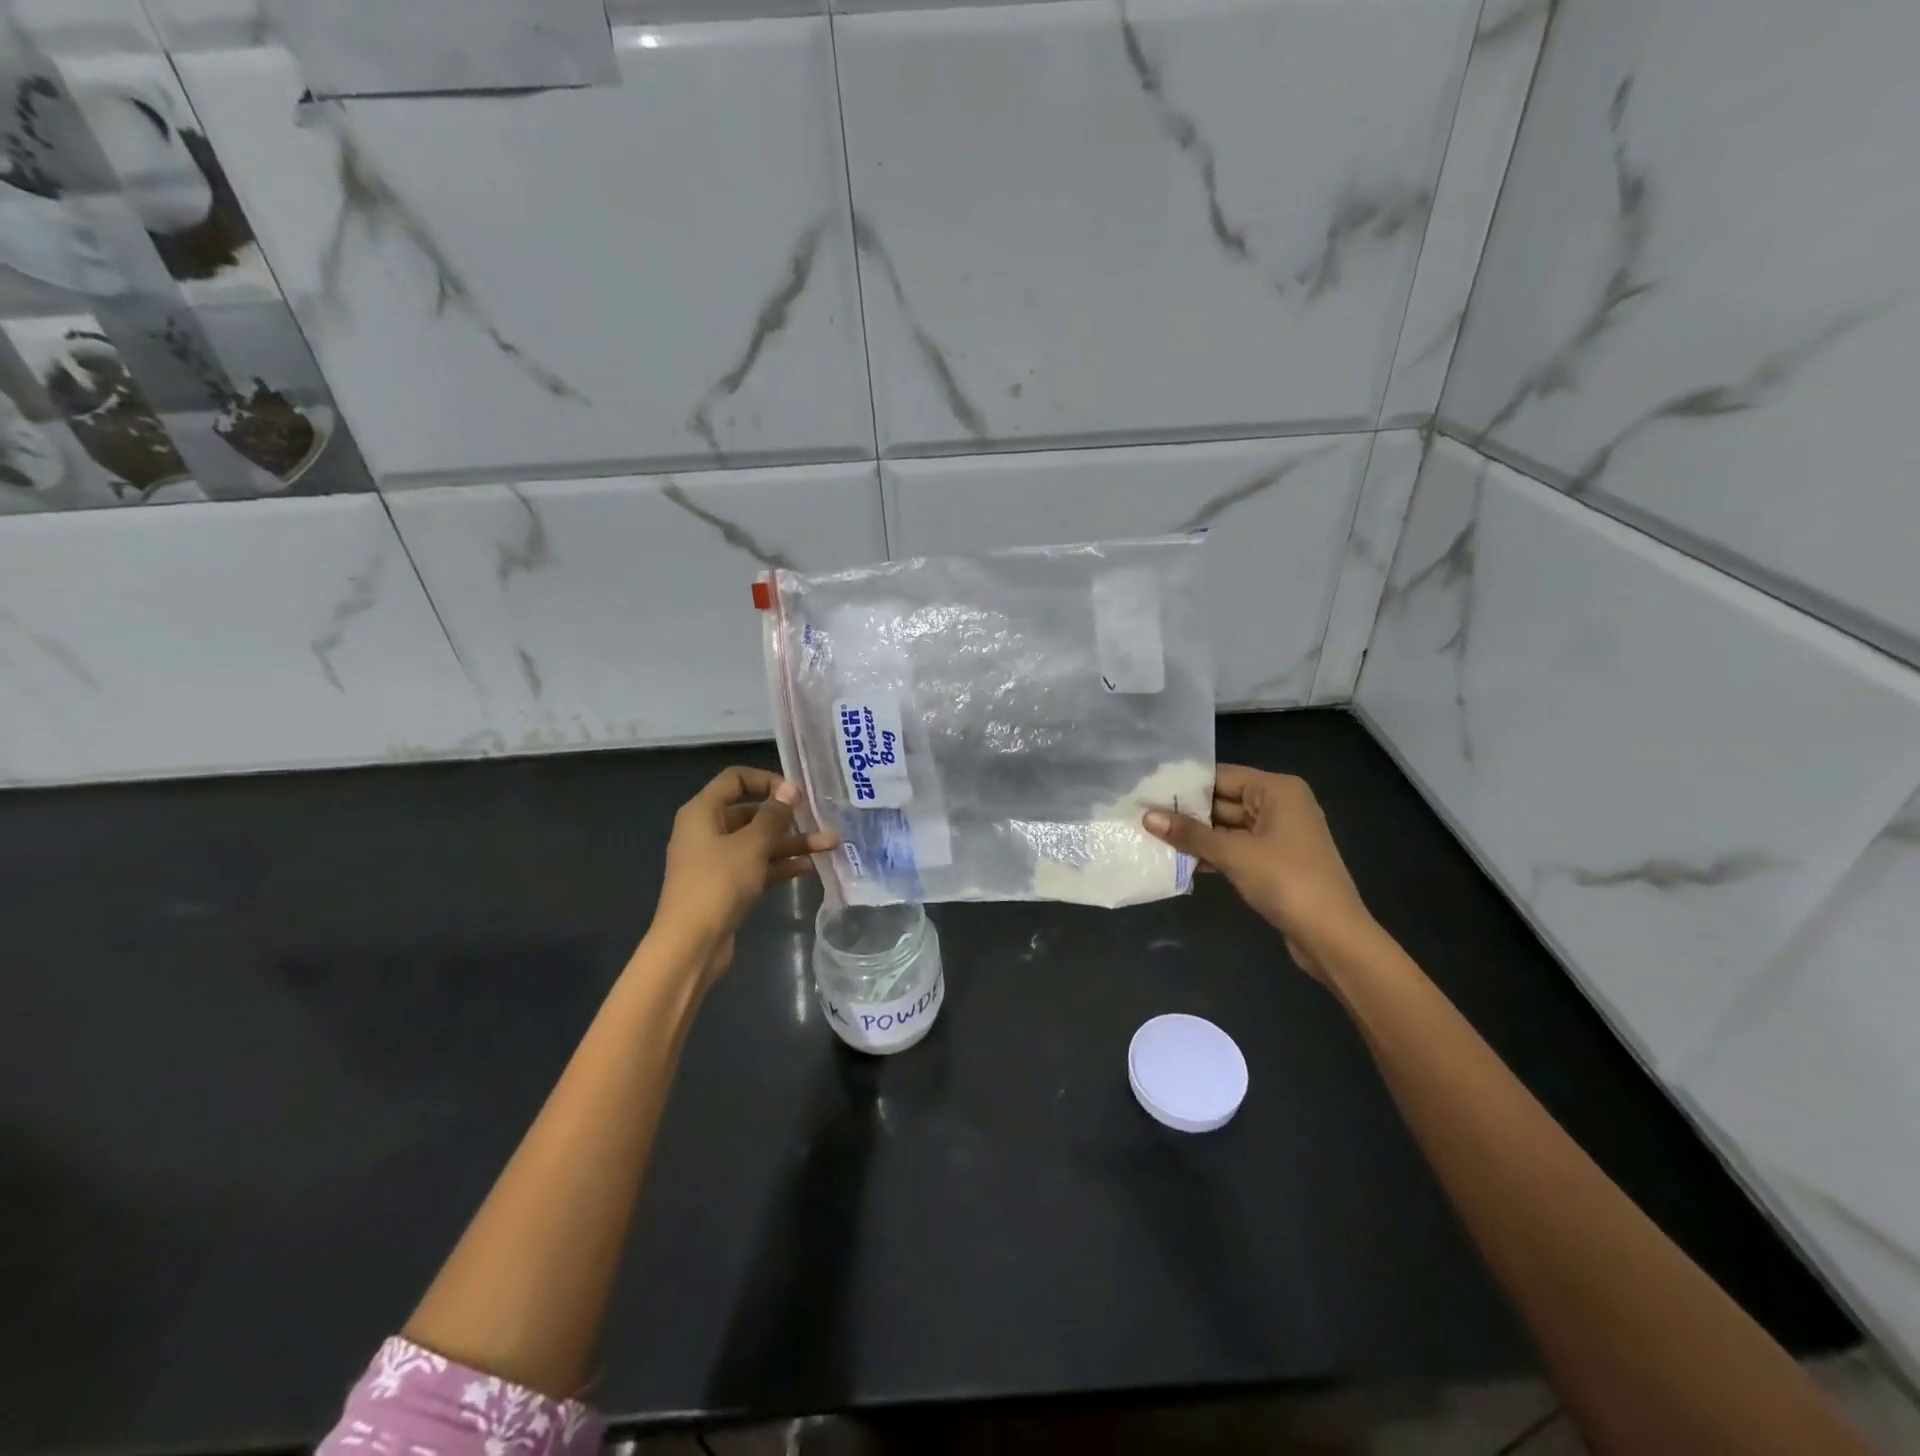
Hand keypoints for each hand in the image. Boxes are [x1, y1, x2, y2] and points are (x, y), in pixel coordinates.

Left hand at [648, 766, 837, 983]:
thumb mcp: (751, 845)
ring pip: (759, 843)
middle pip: (751, 813)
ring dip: (792, 843)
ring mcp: (717, 861)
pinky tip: (812, 867)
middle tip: (821, 819)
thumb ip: (773, 816)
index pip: (735, 779)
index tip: (795, 793)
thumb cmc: (718, 884)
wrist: (691, 945)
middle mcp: (707, 831)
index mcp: (702, 812)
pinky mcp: (728, 886)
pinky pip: (759, 866)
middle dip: (788, 817)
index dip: (766, 780)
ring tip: (831, 845)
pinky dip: (782, 865)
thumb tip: (789, 788)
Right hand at [1143, 766, 1374, 979]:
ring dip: (1196, 836)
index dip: (1185, 784)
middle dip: (1187, 812)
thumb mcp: (1233, 854)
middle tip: (1143, 814)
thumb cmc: (1286, 881)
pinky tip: (1179, 861)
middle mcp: (1280, 805)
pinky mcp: (1274, 861)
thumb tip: (1147, 817)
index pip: (1221, 776)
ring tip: (1153, 837)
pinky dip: (1211, 853)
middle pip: (1223, 800)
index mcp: (1277, 790)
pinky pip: (1235, 848)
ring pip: (1227, 827)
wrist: (1332, 936)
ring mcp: (1278, 835)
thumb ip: (1190, 834)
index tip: (1147, 790)